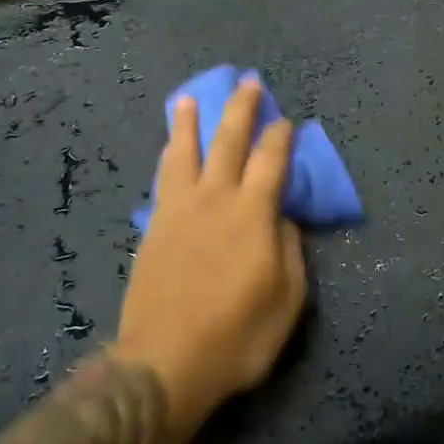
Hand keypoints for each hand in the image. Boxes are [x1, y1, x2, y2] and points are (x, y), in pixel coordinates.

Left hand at [117, 77, 307, 413]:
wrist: (165, 362)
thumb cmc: (237, 335)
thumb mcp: (287, 299)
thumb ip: (289, 249)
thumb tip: (281, 218)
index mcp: (253, 214)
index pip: (272, 159)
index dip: (283, 135)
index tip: (288, 120)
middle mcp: (215, 200)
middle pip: (228, 141)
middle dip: (241, 108)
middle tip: (248, 82)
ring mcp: (179, 211)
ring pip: (184, 152)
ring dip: (189, 122)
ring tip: (189, 99)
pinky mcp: (154, 228)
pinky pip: (162, 180)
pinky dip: (168, 156)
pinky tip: (168, 149)